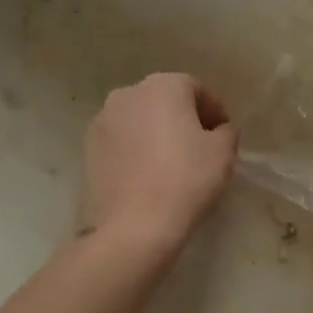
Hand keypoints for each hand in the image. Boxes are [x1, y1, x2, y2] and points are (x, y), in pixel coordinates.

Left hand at [81, 74, 237, 250]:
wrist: (132, 227)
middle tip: (199, 148)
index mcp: (163, 86)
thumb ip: (226, 131)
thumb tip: (217, 131)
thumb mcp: (223, 152)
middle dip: (182, 119)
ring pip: (140, 120)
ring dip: (156, 134)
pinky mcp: (87, 149)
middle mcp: (128, 93)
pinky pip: (121, 142)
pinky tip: (146, 176)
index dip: (214, 112)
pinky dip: (135, 151)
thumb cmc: (185, 180)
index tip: (223, 136)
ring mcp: (102, 121)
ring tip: (170, 164)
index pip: (196, 90)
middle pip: (164, 101)